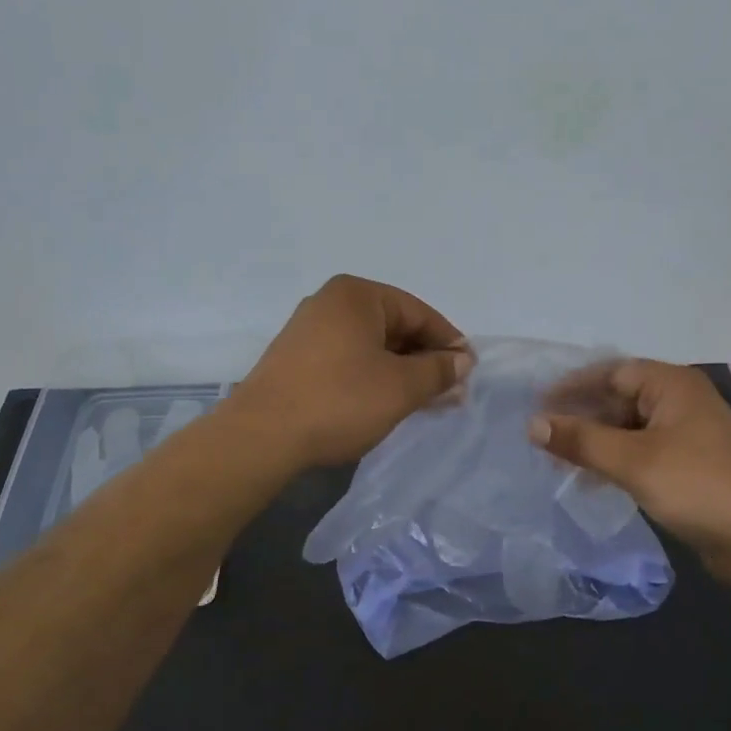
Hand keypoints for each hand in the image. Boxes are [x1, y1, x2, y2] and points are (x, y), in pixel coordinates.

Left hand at [230, 275, 472, 467]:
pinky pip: (348, 359)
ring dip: (401, 371)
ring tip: (424, 402)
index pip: (419, 312)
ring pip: (371, 346)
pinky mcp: (296, 359)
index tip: (468, 371)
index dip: (449, 342)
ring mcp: (308, 330)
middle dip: (425, 359)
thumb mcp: (401, 387)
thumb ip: (438, 370)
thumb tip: (463, 360)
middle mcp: (330, 302)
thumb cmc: (340, 401)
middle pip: (394, 326)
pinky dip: (372, 377)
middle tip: (450, 392)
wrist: (262, 436)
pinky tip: (386, 402)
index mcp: (357, 294)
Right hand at [529, 360, 730, 562]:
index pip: (612, 372)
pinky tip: (591, 479)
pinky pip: (641, 448)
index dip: (573, 386)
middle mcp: (680, 400)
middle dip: (582, 417)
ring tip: (559, 461)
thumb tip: (532, 425)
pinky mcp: (688, 460)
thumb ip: (580, 440)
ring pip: (628, 426)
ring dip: (595, 441)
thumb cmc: (693, 484)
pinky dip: (615, 458)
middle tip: (543, 434)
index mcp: (672, 385)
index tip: (538, 403)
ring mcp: (686, 432)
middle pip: (620, 398)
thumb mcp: (631, 460)